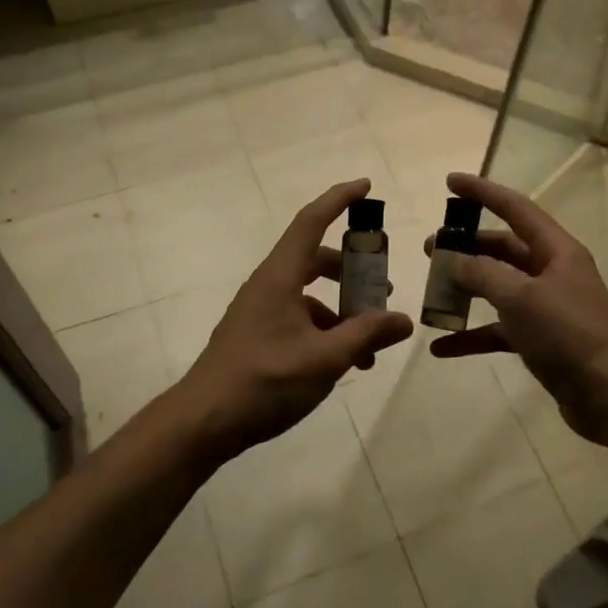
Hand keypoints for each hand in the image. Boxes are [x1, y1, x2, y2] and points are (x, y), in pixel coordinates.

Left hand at [177, 179, 413, 459]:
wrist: (204, 421)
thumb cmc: (265, 381)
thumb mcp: (326, 358)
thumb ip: (366, 335)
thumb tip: (403, 320)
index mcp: (280, 277)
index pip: (311, 221)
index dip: (339, 199)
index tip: (366, 186)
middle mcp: (268, 285)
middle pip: (314, 259)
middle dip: (351, 268)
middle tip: (382, 284)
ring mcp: (259, 311)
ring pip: (308, 294)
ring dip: (341, 309)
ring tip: (371, 342)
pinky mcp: (256, 335)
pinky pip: (298, 318)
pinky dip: (324, 330)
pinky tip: (343, 362)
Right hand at [426, 173, 607, 441]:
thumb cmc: (568, 335)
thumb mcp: (521, 298)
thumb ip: (482, 273)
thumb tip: (454, 260)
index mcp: (556, 251)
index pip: (515, 208)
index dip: (482, 192)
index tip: (450, 181)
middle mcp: (552, 272)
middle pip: (502, 248)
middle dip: (465, 246)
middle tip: (429, 249)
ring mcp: (546, 307)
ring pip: (497, 287)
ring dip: (465, 290)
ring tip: (431, 292)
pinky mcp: (540, 339)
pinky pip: (498, 329)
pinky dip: (471, 335)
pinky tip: (441, 347)